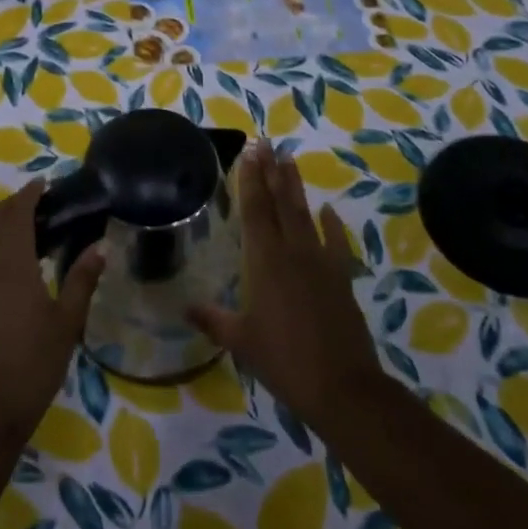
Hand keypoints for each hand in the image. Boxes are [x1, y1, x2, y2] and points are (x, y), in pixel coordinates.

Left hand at [0, 180, 104, 444]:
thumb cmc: (33, 365)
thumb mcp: (67, 323)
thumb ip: (82, 280)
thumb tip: (100, 246)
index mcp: (12, 265)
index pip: (17, 214)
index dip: (29, 194)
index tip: (45, 184)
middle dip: (14, 203)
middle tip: (41, 203)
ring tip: (25, 226)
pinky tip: (3, 258)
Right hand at [188, 141, 386, 426]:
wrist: (342, 386)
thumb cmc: (283, 360)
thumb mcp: (241, 341)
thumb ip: (213, 319)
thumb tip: (185, 307)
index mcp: (265, 261)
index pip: (255, 209)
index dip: (251, 179)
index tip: (250, 151)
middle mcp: (293, 251)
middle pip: (280, 202)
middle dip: (272, 171)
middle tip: (266, 142)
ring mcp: (321, 261)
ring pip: (305, 214)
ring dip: (296, 186)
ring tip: (289, 159)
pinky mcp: (341, 277)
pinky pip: (336, 243)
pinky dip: (332, 225)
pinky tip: (328, 210)